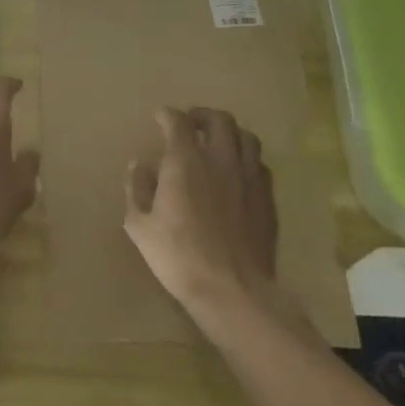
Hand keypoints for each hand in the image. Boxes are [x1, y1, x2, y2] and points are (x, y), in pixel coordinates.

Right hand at [123, 107, 306, 334]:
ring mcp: (249, 178)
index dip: (167, 115)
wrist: (233, 290)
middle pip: (219, 120)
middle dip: (202, 115)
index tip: (160, 117)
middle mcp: (220, 160)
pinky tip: (237, 174)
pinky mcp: (267, 199)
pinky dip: (246, 160)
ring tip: (218, 143)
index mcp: (185, 162)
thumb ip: (137, 189)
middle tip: (190, 124)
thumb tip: (139, 165)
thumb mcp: (140, 225)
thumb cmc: (178, 256)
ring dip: (229, 133)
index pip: (178, 122)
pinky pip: (260, 165)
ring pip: (247, 137)